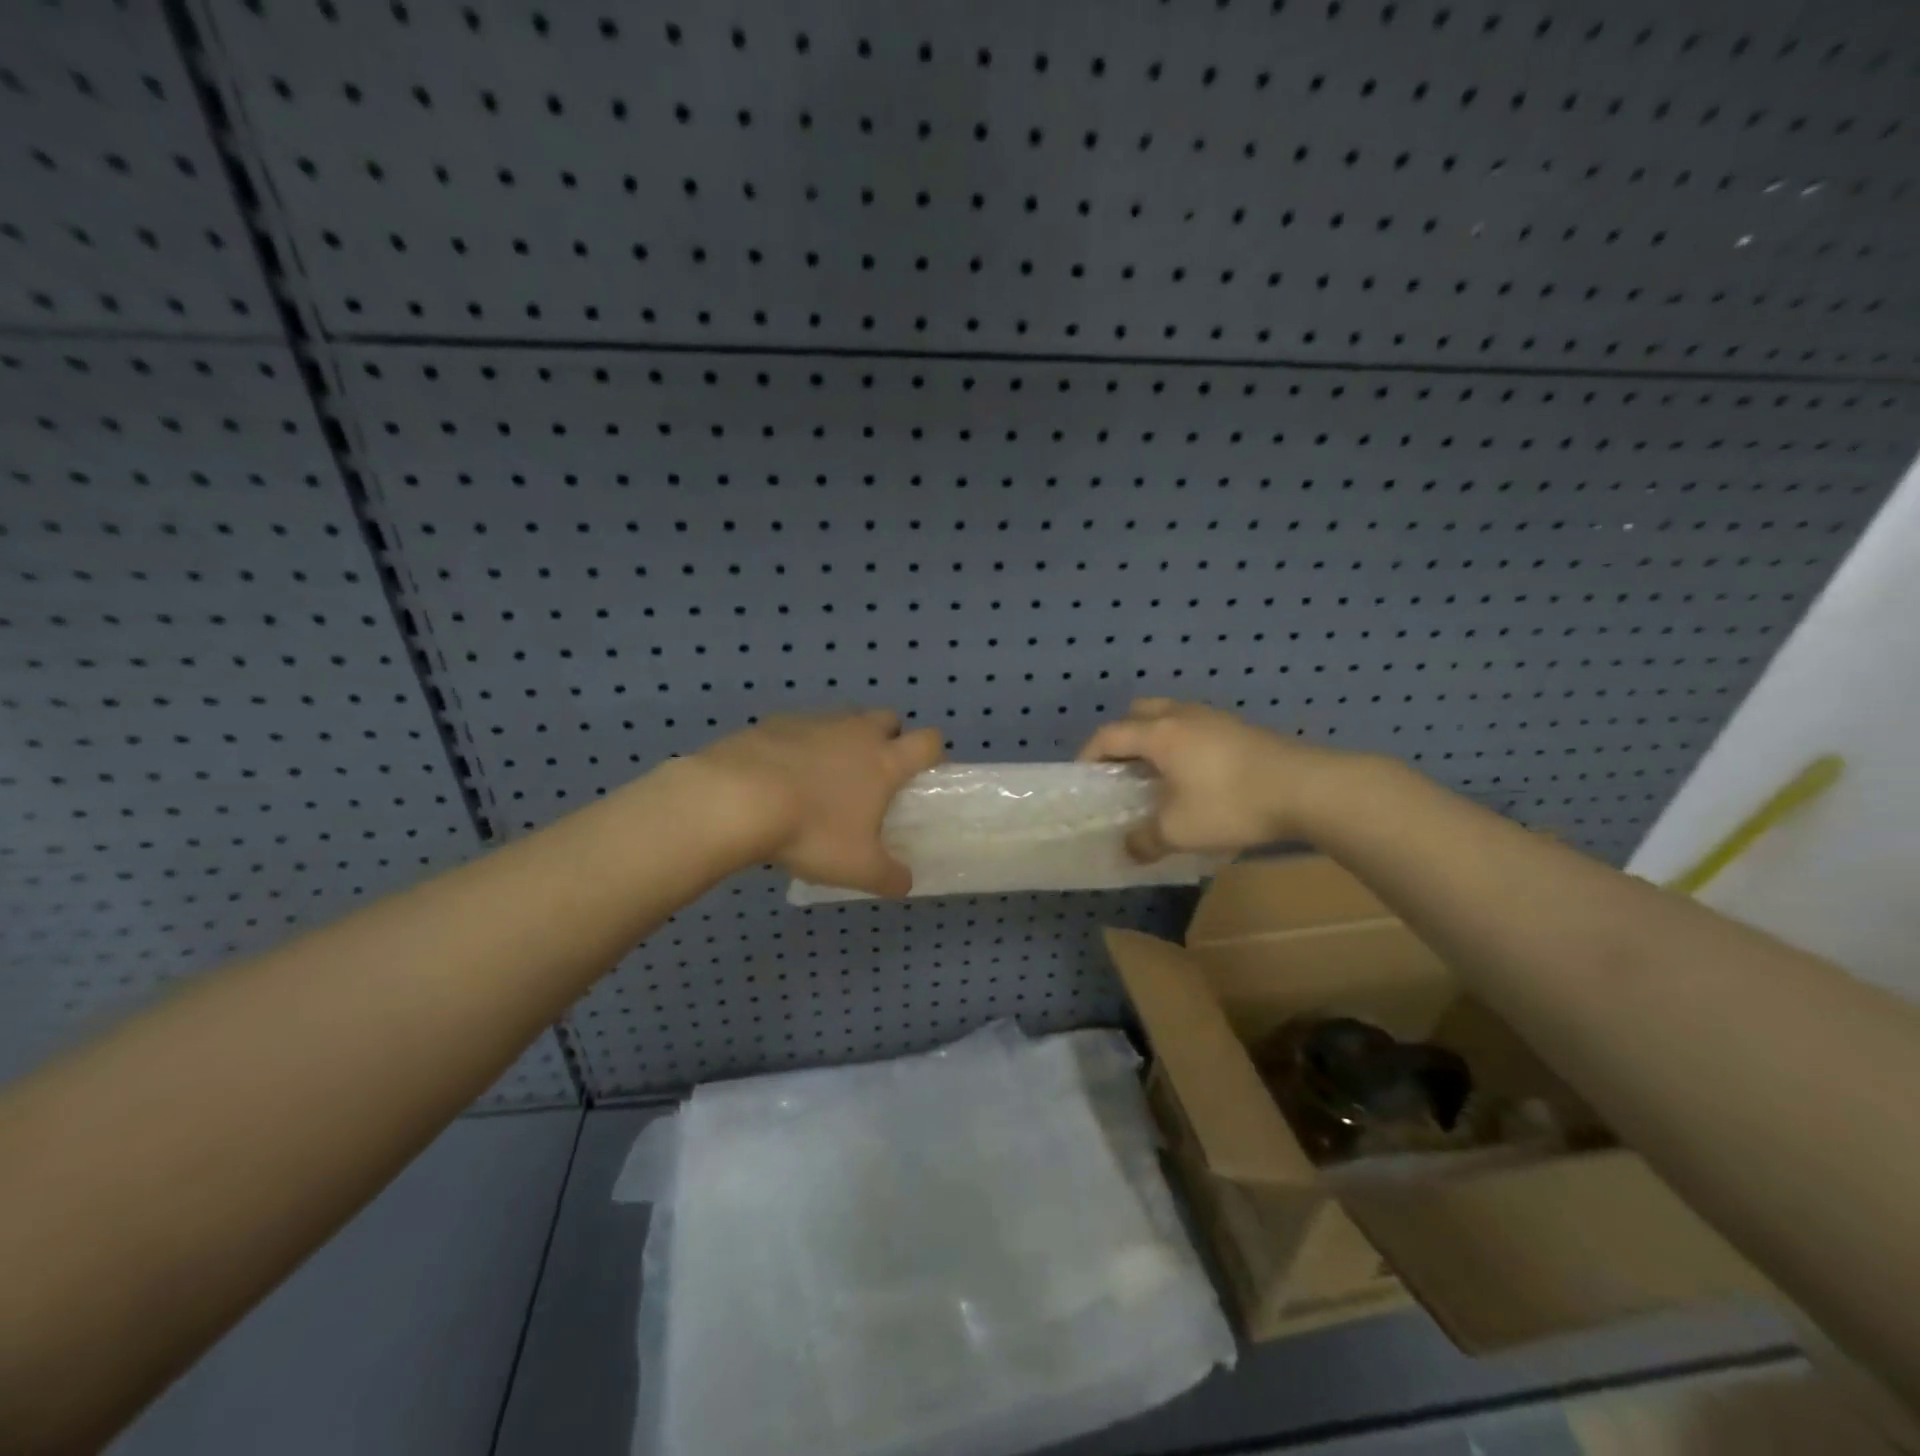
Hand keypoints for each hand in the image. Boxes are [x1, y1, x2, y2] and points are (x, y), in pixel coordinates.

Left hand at [686, 710, 944, 895]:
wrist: (736, 799)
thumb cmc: (811, 831)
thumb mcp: (857, 868)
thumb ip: (890, 876)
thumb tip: (905, 882)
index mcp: (884, 761)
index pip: (928, 742)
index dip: (933, 755)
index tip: (923, 777)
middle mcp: (855, 732)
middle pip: (888, 718)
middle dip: (889, 739)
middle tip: (873, 777)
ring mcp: (814, 722)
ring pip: (843, 719)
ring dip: (844, 740)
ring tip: (823, 779)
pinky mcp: (775, 722)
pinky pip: (799, 728)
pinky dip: (799, 746)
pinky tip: (780, 776)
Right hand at [1078, 699, 1351, 858]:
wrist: (1307, 788)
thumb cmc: (1230, 804)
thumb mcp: (1179, 831)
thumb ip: (1145, 840)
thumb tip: (1128, 849)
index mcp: (1159, 734)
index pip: (1109, 735)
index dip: (1090, 755)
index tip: (1084, 779)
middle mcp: (1182, 716)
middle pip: (1138, 712)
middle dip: (1123, 737)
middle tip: (1122, 769)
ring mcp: (1215, 718)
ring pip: (1170, 716)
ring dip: (1155, 738)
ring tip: (1158, 774)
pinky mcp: (1240, 728)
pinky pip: (1196, 726)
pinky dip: (1183, 743)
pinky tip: (1196, 776)